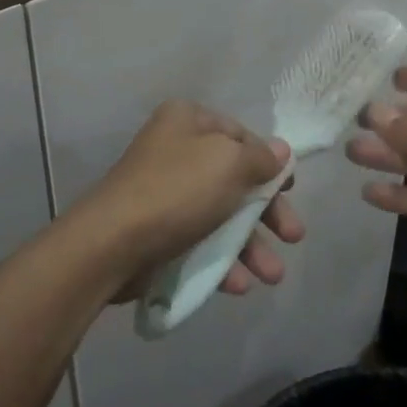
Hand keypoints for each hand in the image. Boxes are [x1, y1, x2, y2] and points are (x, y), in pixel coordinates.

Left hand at [76, 101, 304, 300]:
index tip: (291, 189)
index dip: (269, 162)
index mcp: (188, 121)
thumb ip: (261, 158)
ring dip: (251, 246)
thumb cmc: (177, 190)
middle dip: (267, 212)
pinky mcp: (158, 232)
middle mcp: (176, 150)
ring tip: (272, 276)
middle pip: (235, 179)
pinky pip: (199, 242)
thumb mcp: (229, 163)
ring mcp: (165, 193)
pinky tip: (238, 285)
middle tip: (293, 236)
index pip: (240, 135)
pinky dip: (221, 262)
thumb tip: (280, 151)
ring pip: (221, 216)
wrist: (112, 243)